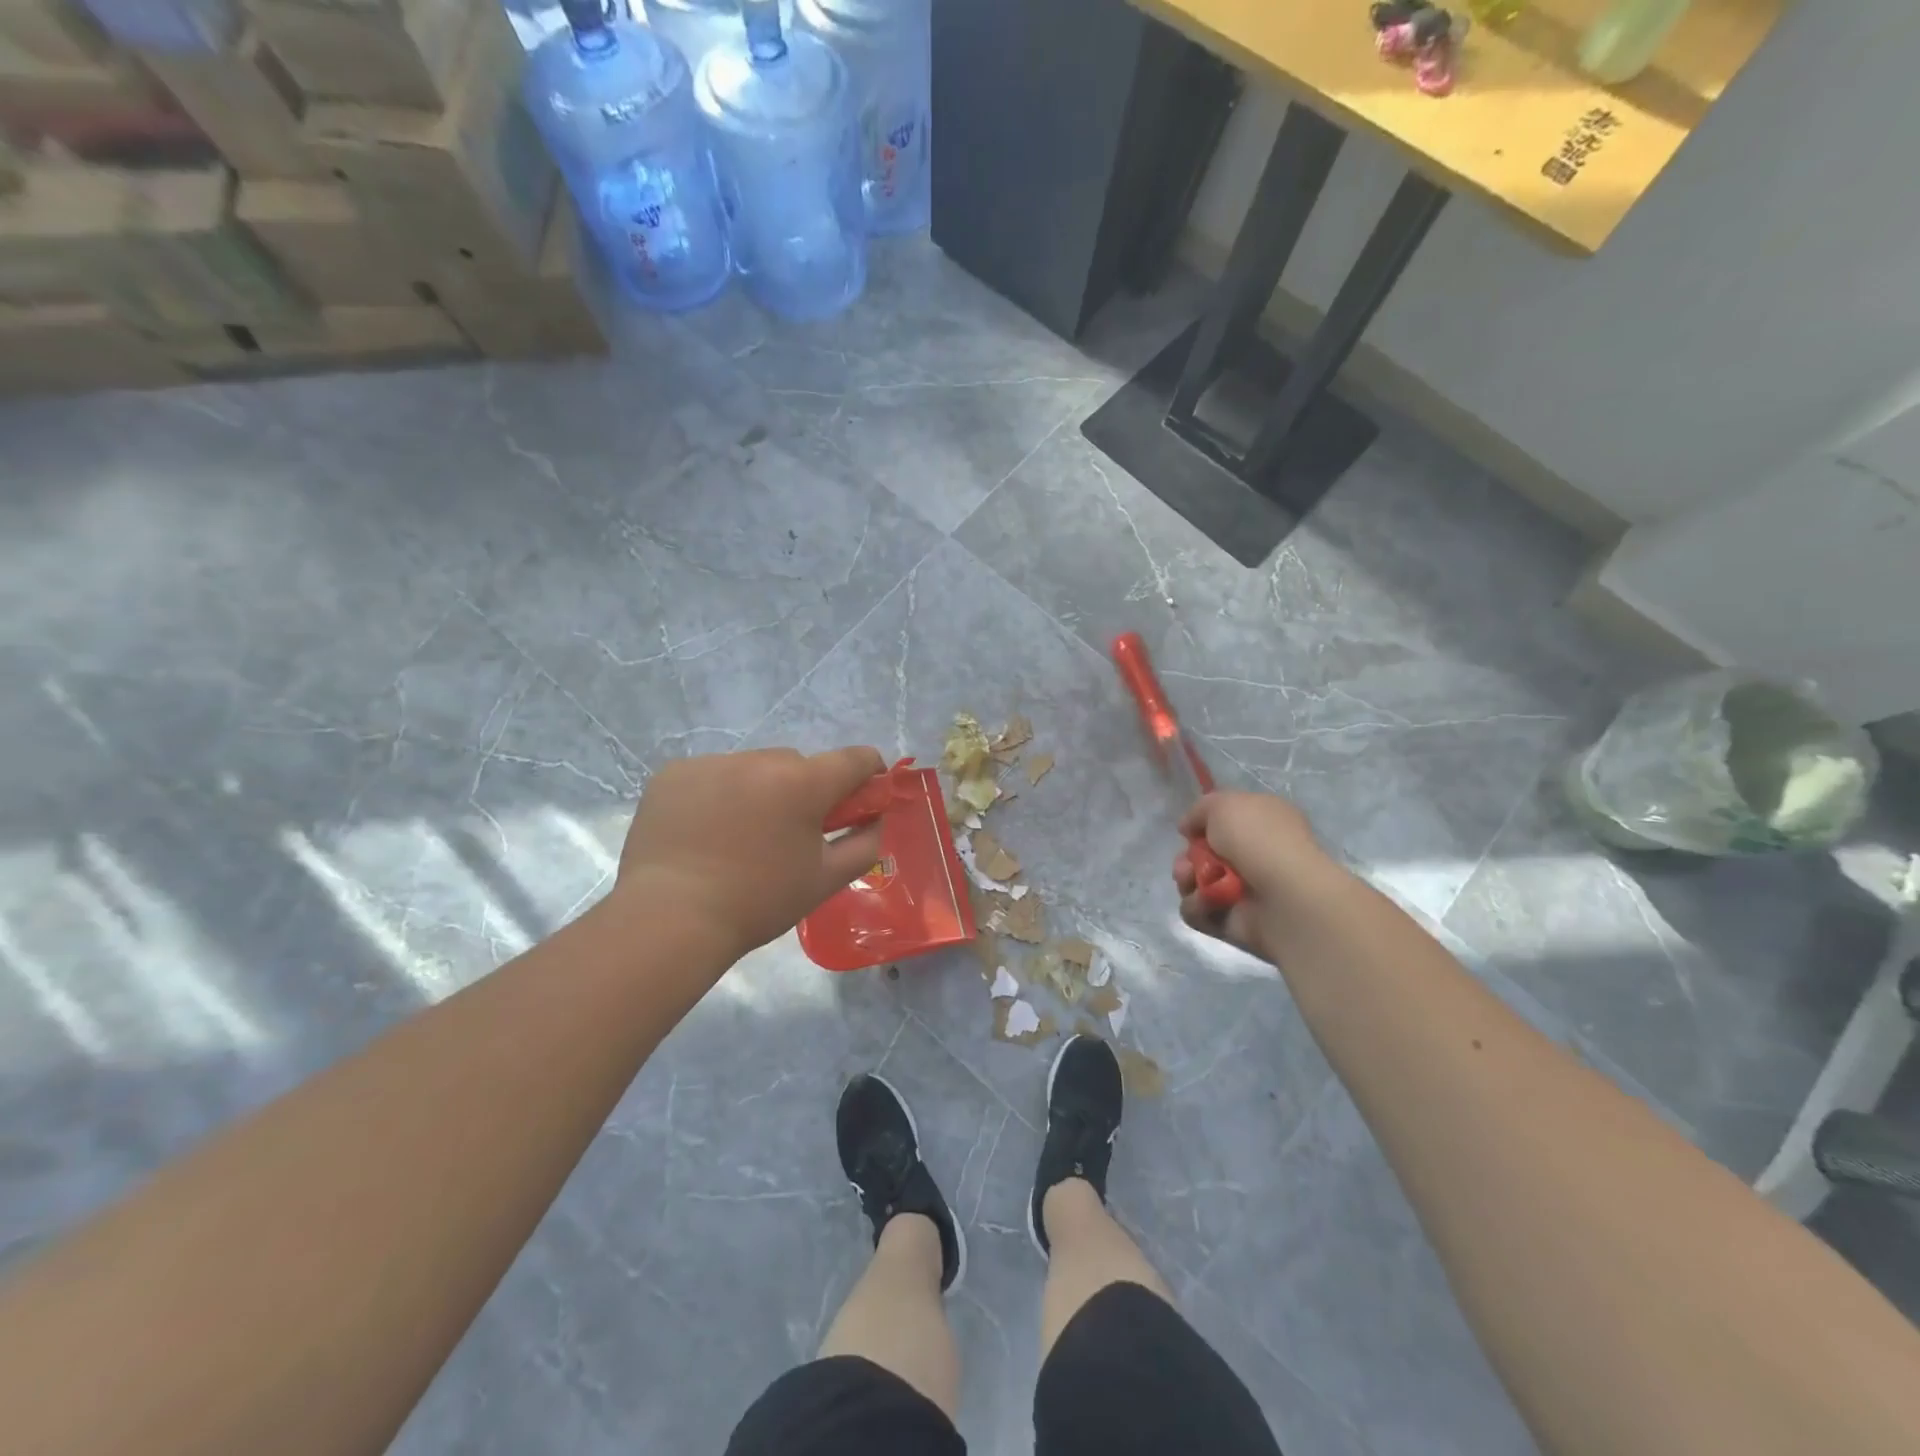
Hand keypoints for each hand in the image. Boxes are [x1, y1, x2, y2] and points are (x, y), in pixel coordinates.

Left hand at [618, 746, 887, 960]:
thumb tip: (874, 819)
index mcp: (803, 783)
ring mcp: (712, 762)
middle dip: (805, 789)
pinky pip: (713, 775)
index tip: (863, 796)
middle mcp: (760, 759)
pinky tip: (705, 830)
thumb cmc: (758, 902)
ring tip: (740, 835)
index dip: (868, 774)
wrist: (669, 919)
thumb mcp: (825, 880)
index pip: (855, 758)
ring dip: (759, 790)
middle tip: (790, 831)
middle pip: (799, 764)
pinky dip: (718, 794)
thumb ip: (864, 844)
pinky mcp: (674, 773)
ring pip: (753, 768)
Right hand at [1173, 791, 1328, 961]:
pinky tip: (1209, 903)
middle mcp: (1255, 856)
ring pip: (1195, 883)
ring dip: (1187, 880)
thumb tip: (1188, 828)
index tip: (1190, 830)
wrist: (1284, 895)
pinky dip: (1198, 906)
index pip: (1224, 823)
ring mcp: (1244, 891)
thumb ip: (1200, 810)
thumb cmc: (1258, 840)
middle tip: (1187, 863)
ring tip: (1193, 881)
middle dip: (1186, 858)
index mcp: (1262, 823)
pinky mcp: (1233, 922)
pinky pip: (1199, 912)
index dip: (1202, 826)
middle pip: (1202, 855)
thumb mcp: (1223, 804)